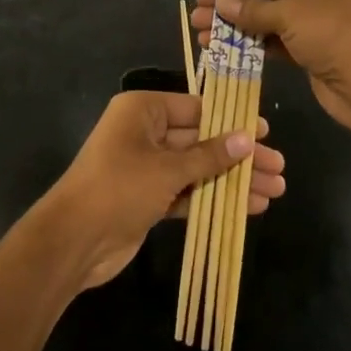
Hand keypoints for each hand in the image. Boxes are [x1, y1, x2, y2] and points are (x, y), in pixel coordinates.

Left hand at [35, 91, 285, 290]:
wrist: (72, 241)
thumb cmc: (118, 188)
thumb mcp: (167, 168)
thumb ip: (209, 155)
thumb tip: (247, 137)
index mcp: (143, 110)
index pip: (197, 108)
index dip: (232, 121)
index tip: (266, 131)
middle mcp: (146, 133)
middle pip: (202, 140)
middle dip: (240, 155)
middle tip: (278, 167)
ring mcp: (147, 167)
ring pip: (198, 168)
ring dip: (233, 180)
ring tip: (274, 191)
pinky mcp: (149, 198)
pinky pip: (188, 192)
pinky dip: (214, 198)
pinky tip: (247, 208)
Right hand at [192, 0, 350, 141]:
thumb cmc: (340, 35)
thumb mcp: (294, 15)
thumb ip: (254, 8)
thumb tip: (221, 2)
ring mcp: (325, 19)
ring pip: (275, 13)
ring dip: (240, 19)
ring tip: (202, 26)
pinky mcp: (317, 48)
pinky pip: (279, 38)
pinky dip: (253, 41)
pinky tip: (221, 46)